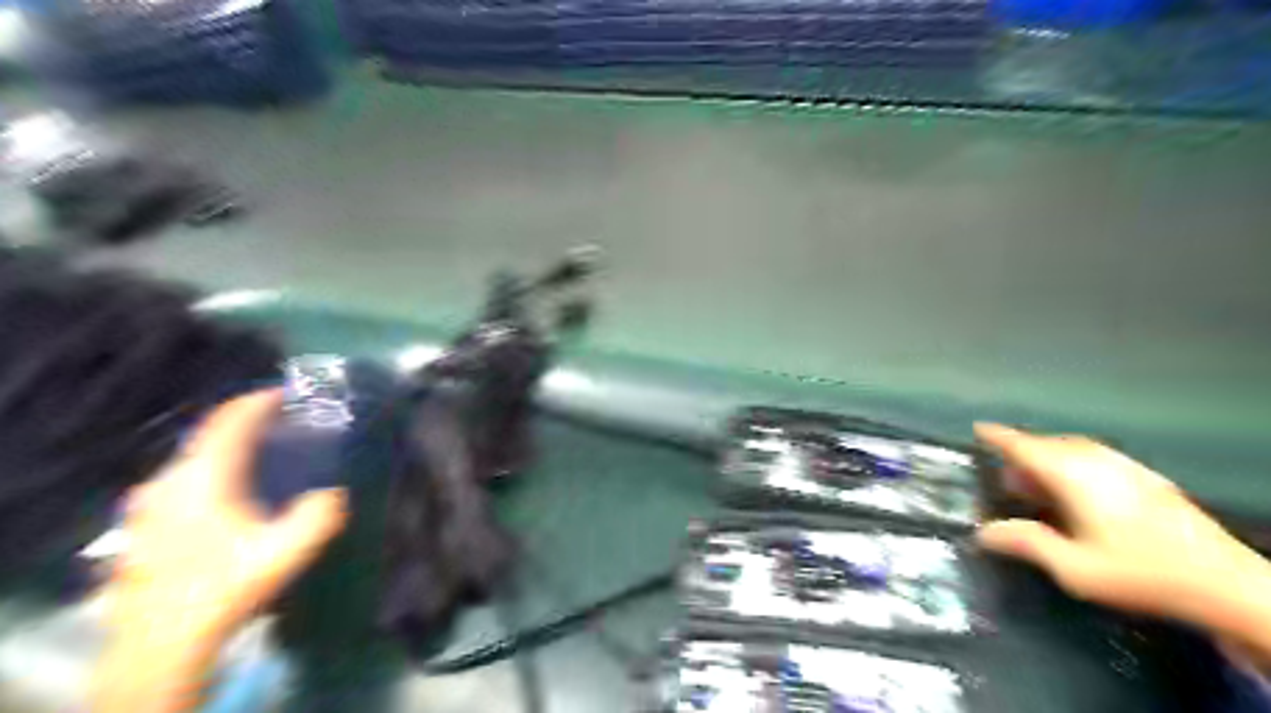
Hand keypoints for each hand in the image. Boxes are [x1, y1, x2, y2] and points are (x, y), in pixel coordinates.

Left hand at [92, 391, 344, 712]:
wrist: (160, 642)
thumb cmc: (225, 586)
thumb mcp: (286, 551)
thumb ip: (319, 514)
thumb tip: (335, 492)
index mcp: (203, 476)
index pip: (230, 421)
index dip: (258, 401)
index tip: (287, 392)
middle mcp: (170, 479)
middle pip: (209, 435)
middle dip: (245, 422)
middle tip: (282, 424)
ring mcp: (148, 502)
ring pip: (193, 458)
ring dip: (227, 448)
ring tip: (261, 455)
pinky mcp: (142, 524)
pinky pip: (182, 479)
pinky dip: (210, 470)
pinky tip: (228, 494)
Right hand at [977, 421, 1264, 625]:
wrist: (1227, 584)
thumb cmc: (1141, 574)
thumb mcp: (1073, 568)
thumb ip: (1026, 543)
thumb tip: (982, 531)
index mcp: (1074, 476)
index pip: (1026, 446)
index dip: (999, 437)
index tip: (978, 428)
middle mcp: (1097, 462)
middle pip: (1049, 445)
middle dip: (1023, 453)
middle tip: (1005, 476)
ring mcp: (1126, 468)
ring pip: (1074, 450)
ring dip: (1049, 459)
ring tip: (1036, 484)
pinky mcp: (1147, 479)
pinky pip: (1095, 458)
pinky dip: (1073, 464)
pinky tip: (1076, 492)